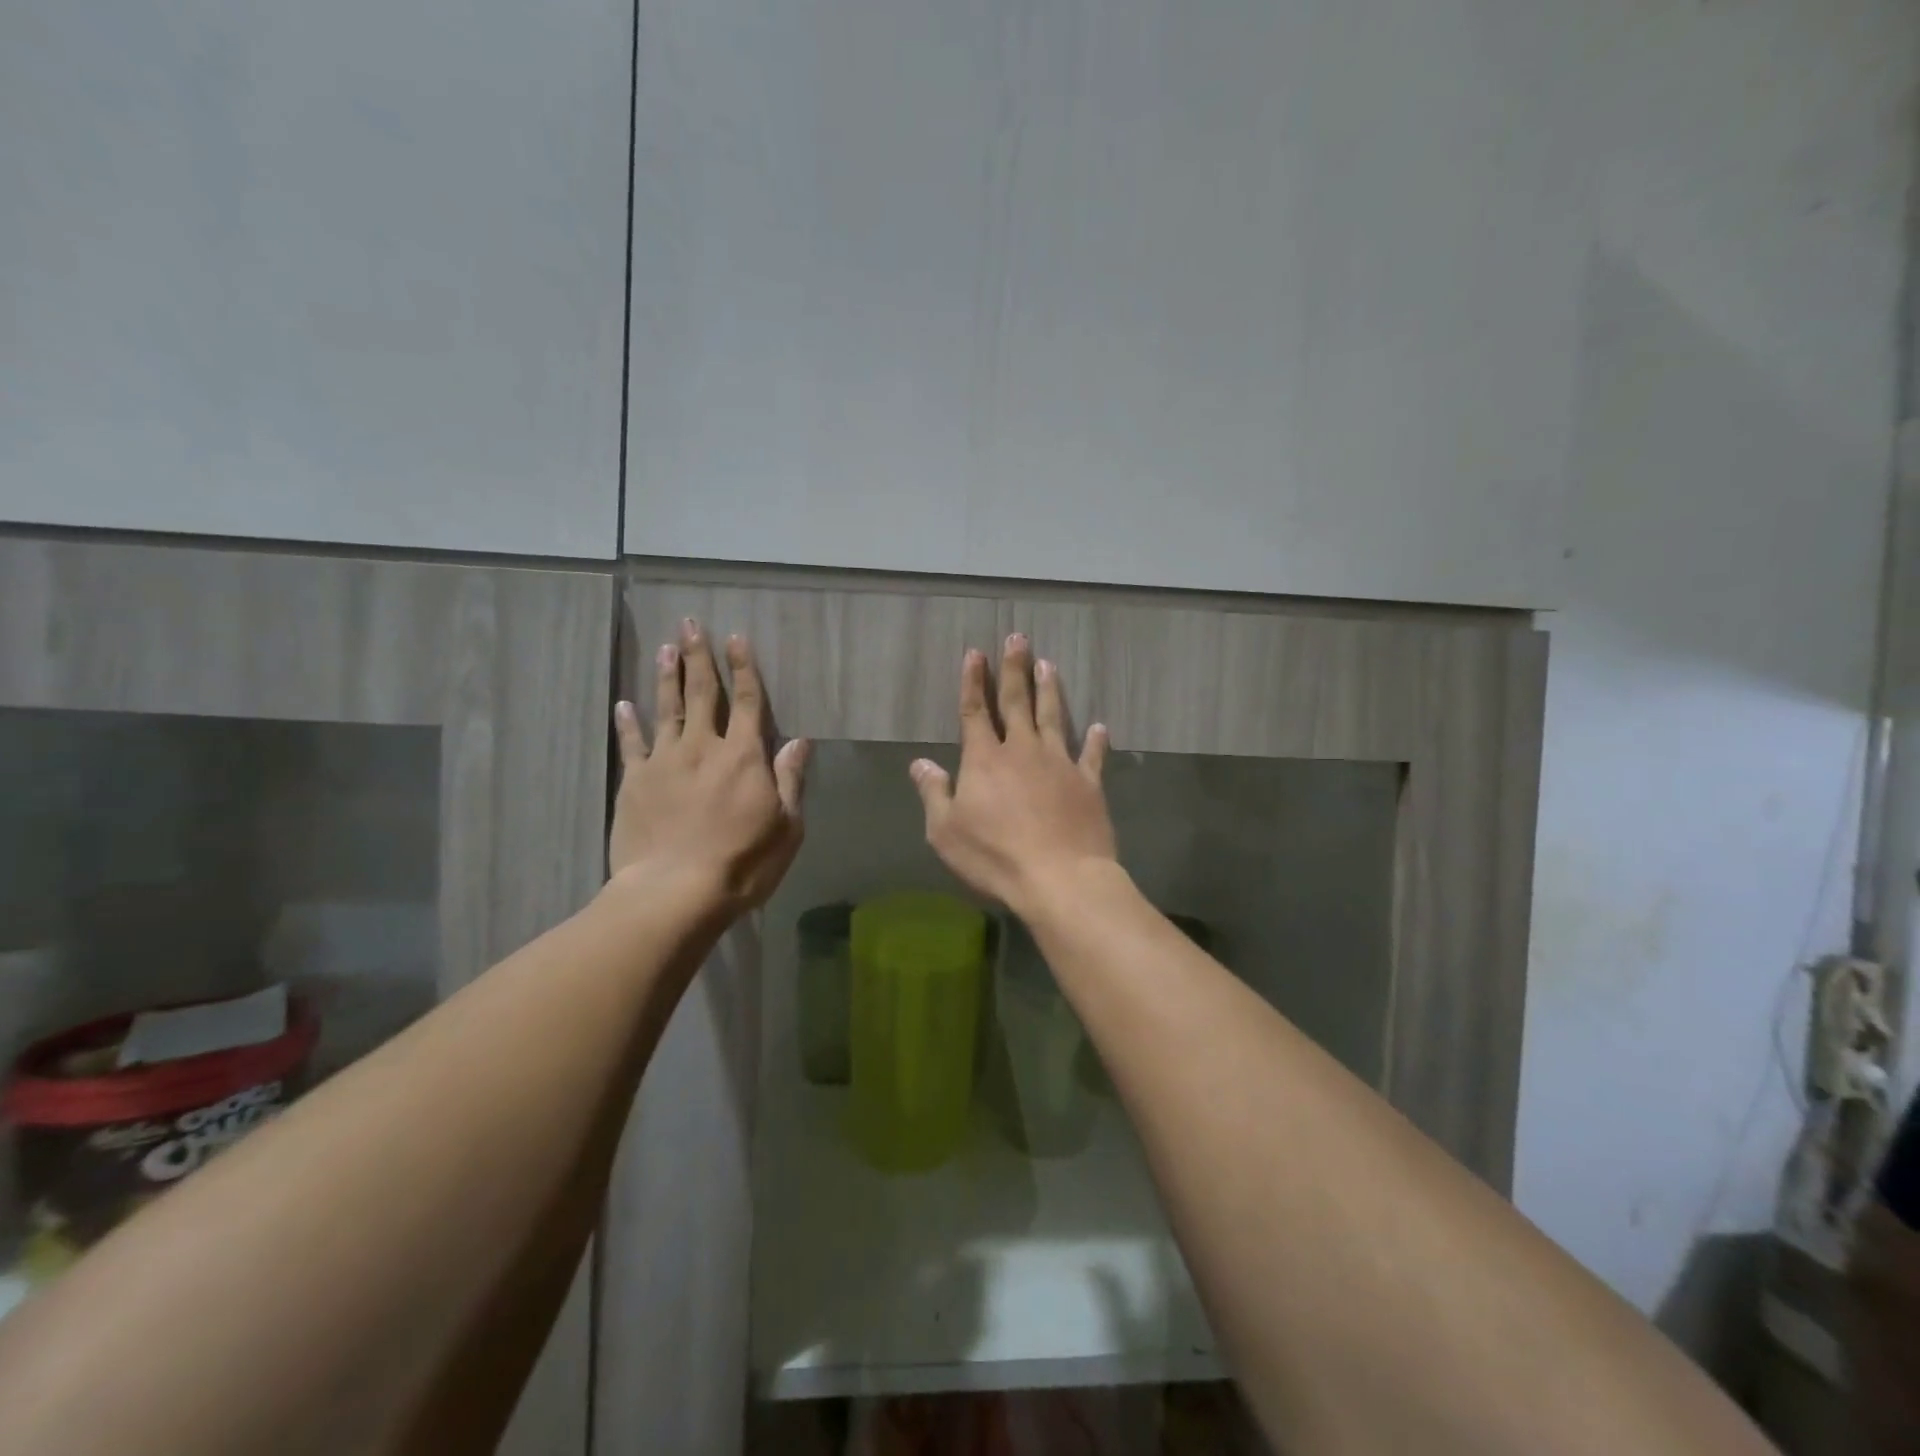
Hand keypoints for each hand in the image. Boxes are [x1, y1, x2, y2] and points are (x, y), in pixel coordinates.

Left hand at [609, 620, 809, 915]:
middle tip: (691, 624)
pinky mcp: (635, 782)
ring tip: (665, 649)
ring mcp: (665, 762)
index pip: (749, 702)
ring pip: (667, 709)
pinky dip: (628, 723)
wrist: (675, 891)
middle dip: (699, 657)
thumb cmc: (743, 862)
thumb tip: (800, 742)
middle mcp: (704, 748)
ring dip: (667, 677)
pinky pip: (632, 744)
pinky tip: (624, 705)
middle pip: (703, 694)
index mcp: (744, 757)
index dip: (744, 668)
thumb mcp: (786, 826)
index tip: (736, 638)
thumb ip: (790, 780)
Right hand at [910, 634, 1115, 919]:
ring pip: (1053, 717)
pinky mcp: (1088, 783)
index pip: (975, 711)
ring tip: (1048, 664)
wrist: (1059, 878)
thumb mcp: (946, 831)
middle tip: (1018, 638)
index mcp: (984, 759)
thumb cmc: (995, 856)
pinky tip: (1099, 726)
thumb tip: (920, 763)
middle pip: (1017, 702)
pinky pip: (1091, 755)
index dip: (973, 681)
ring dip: (1050, 690)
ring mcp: (1059, 764)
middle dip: (1014, 669)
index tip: (976, 653)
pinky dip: (1094, 740)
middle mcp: (1022, 751)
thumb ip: (934, 793)